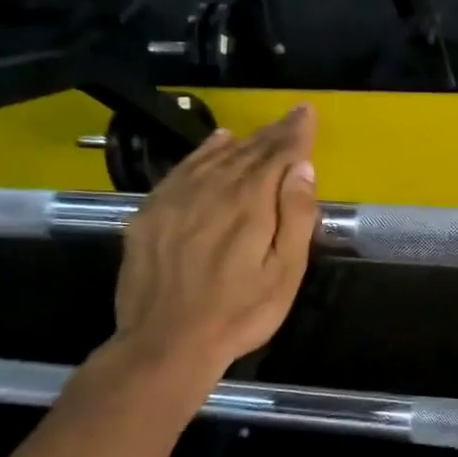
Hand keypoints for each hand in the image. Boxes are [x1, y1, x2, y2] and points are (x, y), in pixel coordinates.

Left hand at [114, 106, 318, 378]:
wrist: (166, 344)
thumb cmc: (240, 314)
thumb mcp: (285, 273)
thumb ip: (295, 217)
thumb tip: (301, 169)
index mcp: (249, 204)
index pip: (277, 156)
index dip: (295, 133)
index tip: (307, 113)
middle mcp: (212, 191)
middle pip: (247, 152)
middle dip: (274, 133)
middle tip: (292, 117)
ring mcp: (176, 200)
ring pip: (215, 157)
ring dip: (244, 141)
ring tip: (263, 130)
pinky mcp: (151, 214)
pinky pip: (182, 170)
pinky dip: (203, 152)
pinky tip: (217, 142)